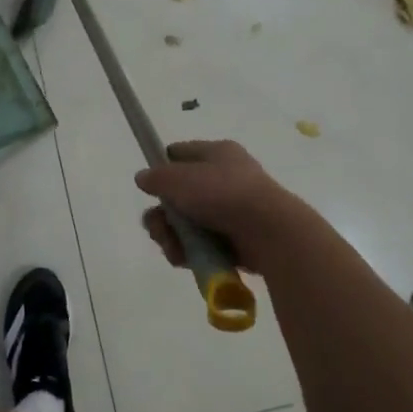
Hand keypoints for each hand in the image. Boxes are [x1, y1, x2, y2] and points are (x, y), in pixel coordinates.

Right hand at [134, 140, 305, 272]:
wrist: (269, 232)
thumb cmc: (223, 193)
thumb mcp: (180, 178)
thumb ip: (157, 178)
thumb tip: (143, 178)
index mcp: (218, 154)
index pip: (182, 153)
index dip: (163, 167)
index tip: (149, 185)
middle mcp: (224, 179)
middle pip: (179, 196)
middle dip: (162, 214)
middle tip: (157, 226)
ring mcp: (230, 212)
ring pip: (187, 224)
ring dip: (172, 237)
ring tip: (172, 246)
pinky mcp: (234, 241)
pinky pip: (201, 245)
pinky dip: (189, 252)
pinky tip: (183, 258)